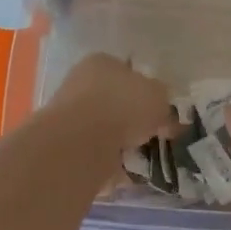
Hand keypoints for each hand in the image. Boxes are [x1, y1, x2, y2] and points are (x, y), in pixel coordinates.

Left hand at [45, 54, 173, 151]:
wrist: (82, 142)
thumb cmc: (124, 106)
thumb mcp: (159, 96)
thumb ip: (163, 101)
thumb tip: (163, 112)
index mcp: (102, 62)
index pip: (128, 72)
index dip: (147, 91)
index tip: (160, 111)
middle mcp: (82, 82)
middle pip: (116, 100)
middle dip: (134, 118)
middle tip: (155, 134)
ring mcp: (71, 114)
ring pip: (106, 127)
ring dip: (123, 140)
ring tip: (143, 154)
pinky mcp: (67, 143)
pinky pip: (98, 150)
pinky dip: (112, 159)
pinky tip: (126, 168)